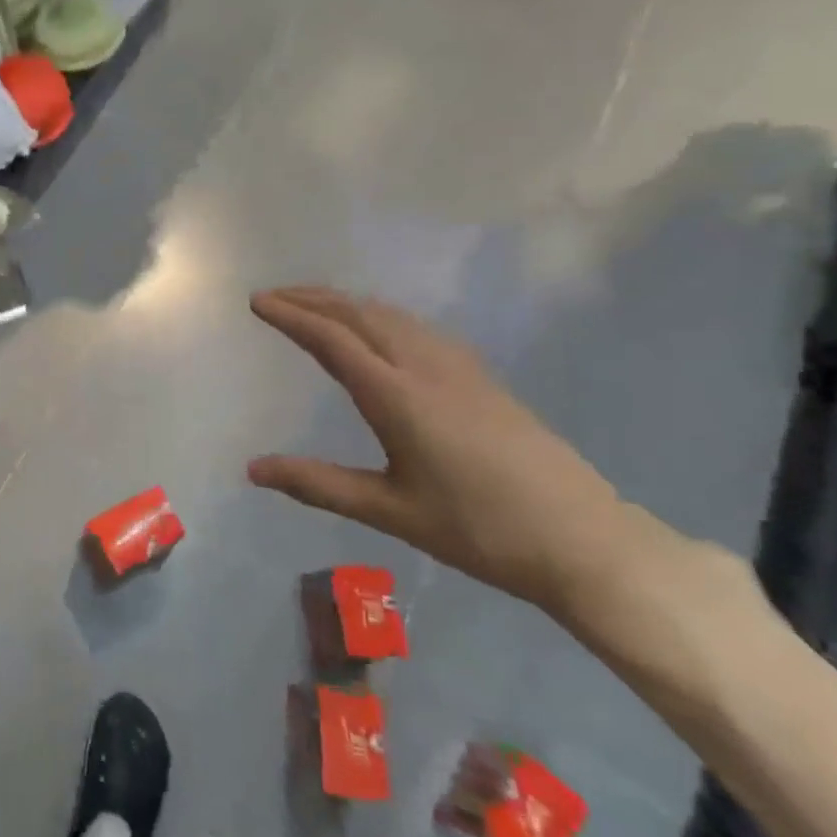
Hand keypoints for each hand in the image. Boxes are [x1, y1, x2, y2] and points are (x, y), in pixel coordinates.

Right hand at [248, 287, 646, 618]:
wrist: (584, 541)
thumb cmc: (478, 529)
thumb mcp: (389, 511)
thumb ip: (318, 484)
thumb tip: (252, 468)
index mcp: (398, 396)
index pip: (332, 340)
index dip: (291, 316)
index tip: (257, 301)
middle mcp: (426, 368)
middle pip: (361, 315)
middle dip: (313, 299)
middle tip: (274, 295)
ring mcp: (460, 369)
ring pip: (392, 316)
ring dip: (347, 303)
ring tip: (314, 305)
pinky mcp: (481, 378)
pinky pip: (417, 328)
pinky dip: (380, 316)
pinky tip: (379, 330)